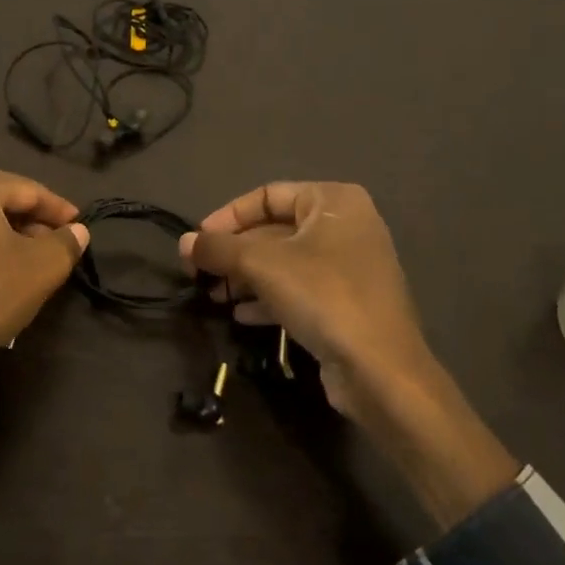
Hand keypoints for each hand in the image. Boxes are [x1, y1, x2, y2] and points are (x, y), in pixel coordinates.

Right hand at [180, 182, 516, 527]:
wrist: (380, 369)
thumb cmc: (323, 296)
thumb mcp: (262, 265)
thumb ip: (219, 248)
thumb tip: (185, 243)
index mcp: (334, 201)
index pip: (267, 195)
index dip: (228, 216)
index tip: (198, 240)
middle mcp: (346, 226)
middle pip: (274, 230)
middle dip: (234, 252)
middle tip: (198, 273)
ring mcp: (349, 267)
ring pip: (284, 263)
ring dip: (245, 277)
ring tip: (214, 296)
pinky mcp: (347, 303)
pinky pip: (299, 290)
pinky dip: (268, 298)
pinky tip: (240, 316)